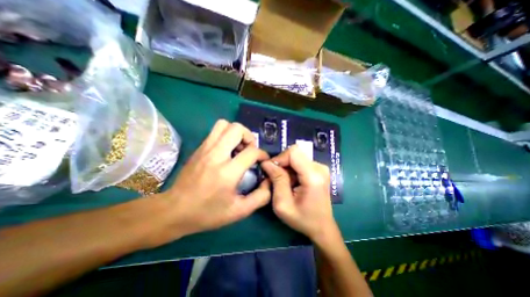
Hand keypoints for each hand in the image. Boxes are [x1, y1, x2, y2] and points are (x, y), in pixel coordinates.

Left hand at [159, 120, 270, 239]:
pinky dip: (226, 135)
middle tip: (249, 150)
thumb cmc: (207, 213)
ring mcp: (205, 149)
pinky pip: (215, 131)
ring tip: (238, 147)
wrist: (174, 211)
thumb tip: (269, 182)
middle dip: (249, 136)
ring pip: (224, 124)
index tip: (263, 161)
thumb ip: (260, 197)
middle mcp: (216, 155)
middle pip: (237, 129)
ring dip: (236, 133)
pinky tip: (227, 150)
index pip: (252, 151)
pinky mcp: (199, 148)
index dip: (262, 154)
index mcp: (227, 172)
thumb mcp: (239, 211)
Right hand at [261, 145, 339, 244]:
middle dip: (282, 163)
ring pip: (296, 157)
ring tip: (284, 183)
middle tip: (275, 178)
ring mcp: (321, 167)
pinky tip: (291, 182)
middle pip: (295, 153)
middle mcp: (320, 168)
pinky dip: (292, 169)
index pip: (293, 152)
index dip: (279, 158)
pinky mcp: (319, 169)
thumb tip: (267, 162)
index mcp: (313, 176)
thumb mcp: (283, 204)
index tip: (271, 171)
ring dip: (286, 167)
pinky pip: (300, 162)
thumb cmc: (302, 219)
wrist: (322, 227)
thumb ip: (276, 180)